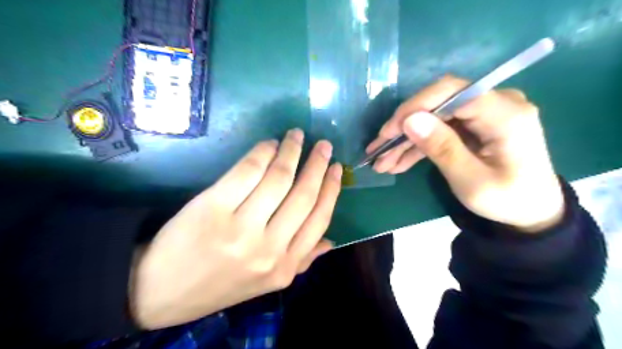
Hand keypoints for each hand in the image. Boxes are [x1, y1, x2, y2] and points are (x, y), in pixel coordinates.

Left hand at [132, 129, 344, 329]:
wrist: (161, 290)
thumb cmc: (219, 282)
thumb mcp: (267, 282)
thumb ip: (302, 261)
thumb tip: (331, 241)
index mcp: (285, 267)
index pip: (319, 219)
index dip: (331, 189)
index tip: (337, 168)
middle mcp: (268, 249)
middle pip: (303, 195)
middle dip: (317, 164)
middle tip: (323, 144)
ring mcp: (240, 227)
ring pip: (278, 178)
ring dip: (291, 151)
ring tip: (296, 136)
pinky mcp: (213, 207)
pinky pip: (248, 171)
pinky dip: (262, 152)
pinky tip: (269, 144)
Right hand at [365, 75, 563, 231]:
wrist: (530, 211)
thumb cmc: (506, 200)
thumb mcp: (471, 181)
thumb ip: (442, 148)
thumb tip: (409, 120)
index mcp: (505, 113)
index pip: (451, 92)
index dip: (415, 107)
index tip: (389, 132)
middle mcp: (495, 103)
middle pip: (437, 103)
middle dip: (404, 128)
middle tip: (378, 150)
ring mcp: (482, 113)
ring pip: (433, 118)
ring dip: (406, 140)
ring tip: (382, 162)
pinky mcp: (472, 125)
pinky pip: (439, 129)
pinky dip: (418, 146)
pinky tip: (398, 162)